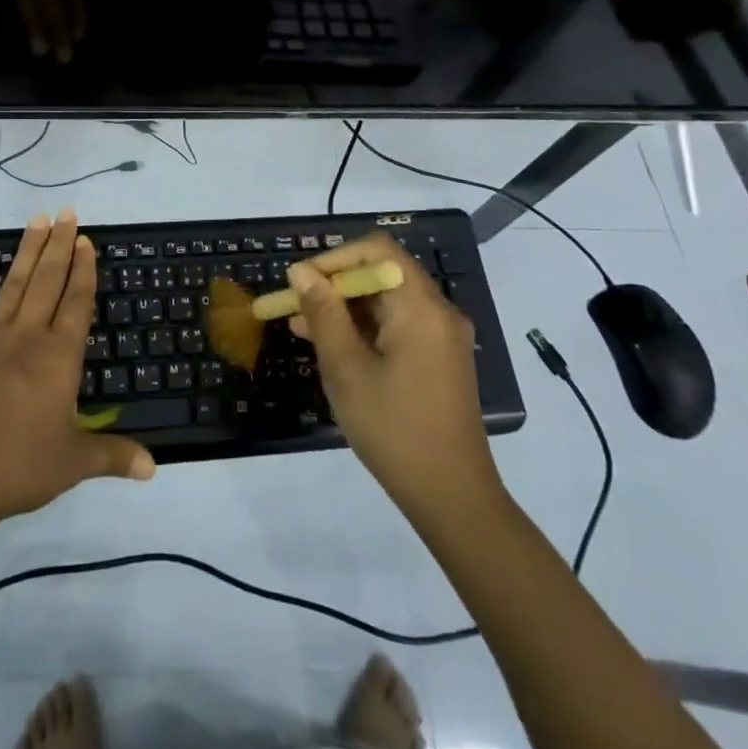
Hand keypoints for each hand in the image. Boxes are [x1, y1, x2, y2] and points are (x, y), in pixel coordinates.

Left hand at [0, 210, 153, 523]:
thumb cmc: (18, 467)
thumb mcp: (73, 463)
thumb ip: (113, 457)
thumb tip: (154, 468)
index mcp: (59, 357)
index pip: (77, 302)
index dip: (84, 269)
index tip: (86, 240)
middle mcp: (27, 337)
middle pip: (48, 281)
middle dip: (60, 245)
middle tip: (67, 213)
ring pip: (15, 283)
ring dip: (28, 250)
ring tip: (38, 219)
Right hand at [288, 233, 503, 521]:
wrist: (453, 498)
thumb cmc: (394, 429)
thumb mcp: (346, 369)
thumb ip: (323, 313)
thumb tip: (301, 271)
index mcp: (420, 307)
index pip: (376, 250)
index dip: (334, 258)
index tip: (301, 282)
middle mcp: (438, 312)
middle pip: (382, 273)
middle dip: (335, 284)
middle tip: (294, 305)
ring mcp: (443, 336)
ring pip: (387, 300)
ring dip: (346, 307)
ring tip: (301, 326)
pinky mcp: (440, 359)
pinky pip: (398, 324)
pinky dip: (365, 327)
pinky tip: (331, 345)